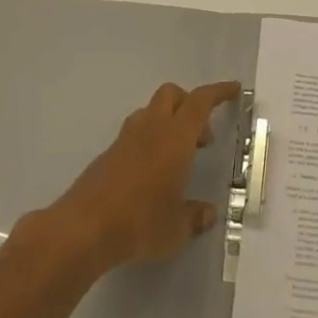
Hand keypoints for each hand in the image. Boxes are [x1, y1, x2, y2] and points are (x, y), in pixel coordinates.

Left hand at [45, 81, 240, 273]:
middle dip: (190, 104)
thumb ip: (194, 216)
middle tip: (201, 136)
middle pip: (172, 94)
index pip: (200, 101)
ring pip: (150, 111)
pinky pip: (135, 133)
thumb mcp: (176, 228)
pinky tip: (151, 174)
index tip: (233, 89)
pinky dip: (149, 141)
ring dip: (168, 121)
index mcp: (175, 137)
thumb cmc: (140, 222)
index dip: (218, 92)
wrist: (84, 228)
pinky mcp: (108, 154)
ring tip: (177, 157)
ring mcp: (126, 139)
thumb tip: (207, 214)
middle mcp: (151, 128)